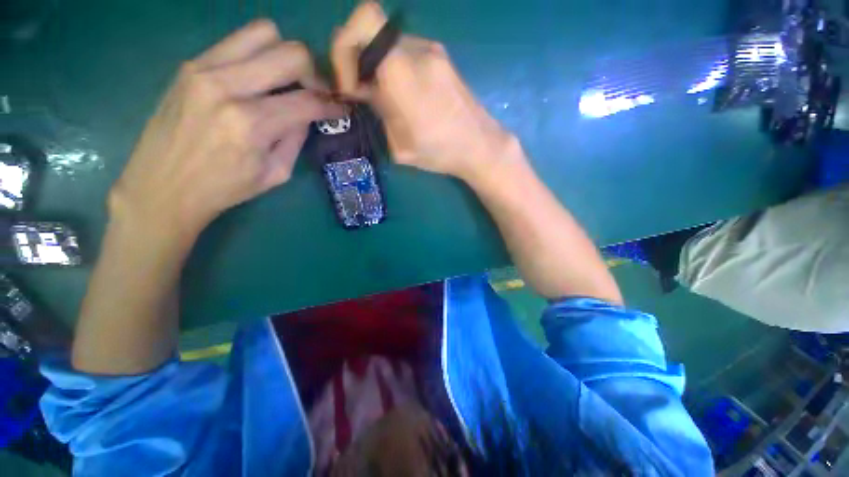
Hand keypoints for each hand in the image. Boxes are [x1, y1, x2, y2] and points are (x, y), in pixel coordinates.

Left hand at [110, 20, 343, 238]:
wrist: (162, 186)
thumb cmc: (224, 188)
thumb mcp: (275, 173)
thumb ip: (296, 139)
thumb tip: (308, 114)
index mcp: (252, 125)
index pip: (308, 101)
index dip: (333, 105)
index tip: (342, 108)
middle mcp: (228, 88)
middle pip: (291, 53)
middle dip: (314, 73)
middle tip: (314, 92)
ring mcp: (204, 69)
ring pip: (263, 33)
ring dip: (285, 55)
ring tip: (286, 79)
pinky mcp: (190, 64)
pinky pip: (237, 41)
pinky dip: (258, 54)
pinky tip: (258, 77)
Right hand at [331, 2, 517, 184]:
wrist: (480, 146)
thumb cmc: (441, 152)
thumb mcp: (400, 145)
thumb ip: (379, 112)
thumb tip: (365, 91)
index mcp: (405, 74)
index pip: (365, 21)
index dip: (345, 44)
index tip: (351, 82)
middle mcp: (419, 52)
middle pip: (374, 35)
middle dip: (360, 62)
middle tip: (365, 95)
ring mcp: (435, 52)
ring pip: (390, 45)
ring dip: (379, 68)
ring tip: (387, 100)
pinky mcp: (443, 58)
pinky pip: (407, 53)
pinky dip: (396, 69)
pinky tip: (406, 96)